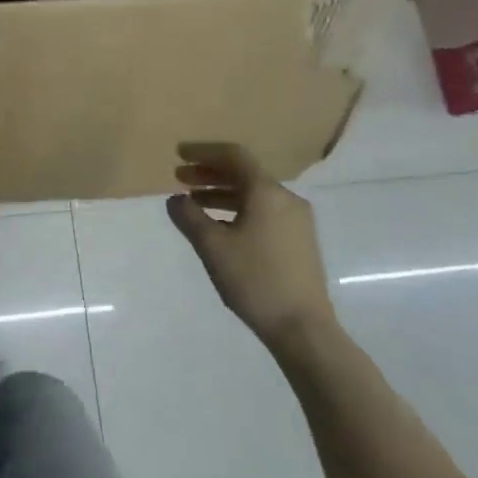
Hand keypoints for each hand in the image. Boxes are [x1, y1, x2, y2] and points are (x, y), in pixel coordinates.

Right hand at [165, 142, 336, 345]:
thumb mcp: (212, 247)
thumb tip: (176, 199)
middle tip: (179, 177)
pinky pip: (263, 210)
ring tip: (193, 201)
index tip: (179, 154)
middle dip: (210, 172)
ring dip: (222, 192)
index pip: (235, 156)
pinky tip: (219, 223)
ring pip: (254, 193)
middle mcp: (286, 198)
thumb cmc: (254, 279)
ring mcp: (296, 219)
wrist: (301, 325)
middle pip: (245, 173)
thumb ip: (190, 217)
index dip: (204, 152)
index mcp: (267, 193)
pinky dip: (237, 207)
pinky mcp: (298, 239)